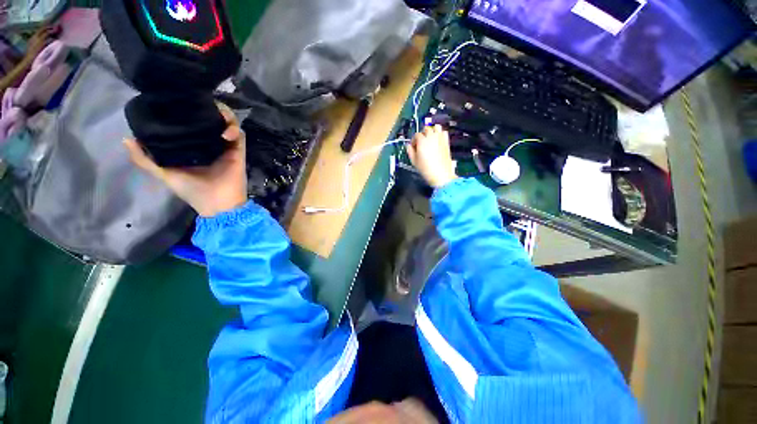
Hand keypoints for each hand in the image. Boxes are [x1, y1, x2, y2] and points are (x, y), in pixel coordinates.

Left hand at [124, 103, 247, 216]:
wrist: (216, 204)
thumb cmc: (191, 190)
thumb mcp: (163, 173)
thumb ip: (145, 159)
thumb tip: (126, 139)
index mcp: (195, 146)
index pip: (194, 122)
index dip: (191, 109)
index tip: (181, 101)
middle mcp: (211, 143)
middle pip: (213, 118)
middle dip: (210, 107)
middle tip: (200, 103)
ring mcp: (226, 146)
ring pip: (229, 123)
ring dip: (225, 115)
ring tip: (216, 115)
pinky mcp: (238, 151)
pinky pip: (240, 135)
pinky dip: (234, 129)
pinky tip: (225, 133)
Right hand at [406, 125, 456, 188]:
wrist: (441, 174)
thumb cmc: (426, 169)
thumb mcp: (414, 161)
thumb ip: (410, 151)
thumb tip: (408, 145)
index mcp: (422, 141)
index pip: (416, 135)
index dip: (414, 140)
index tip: (413, 147)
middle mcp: (431, 137)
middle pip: (426, 129)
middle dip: (422, 134)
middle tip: (421, 143)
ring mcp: (440, 138)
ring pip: (436, 127)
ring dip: (432, 131)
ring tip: (430, 139)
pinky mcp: (446, 142)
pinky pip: (444, 132)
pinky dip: (440, 134)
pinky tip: (437, 140)